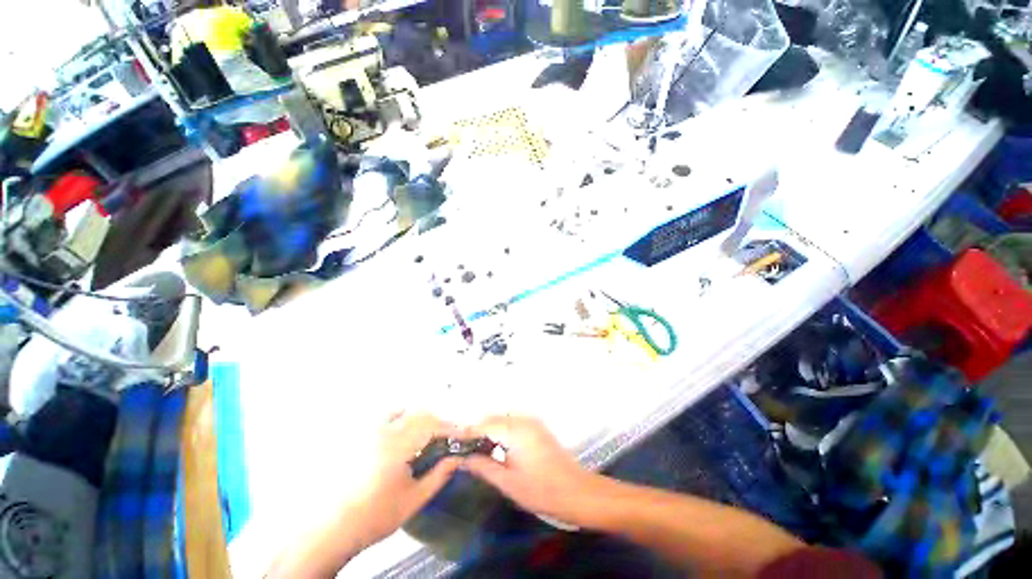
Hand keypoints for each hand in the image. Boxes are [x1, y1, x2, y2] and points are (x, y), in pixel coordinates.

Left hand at [350, 411, 463, 544]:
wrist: (331, 529)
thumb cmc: (375, 516)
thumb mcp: (413, 499)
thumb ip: (439, 475)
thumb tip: (460, 457)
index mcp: (397, 446)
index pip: (433, 426)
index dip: (452, 428)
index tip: (466, 434)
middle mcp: (383, 432)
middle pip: (420, 414)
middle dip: (439, 423)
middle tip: (450, 437)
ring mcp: (369, 432)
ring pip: (404, 410)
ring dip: (421, 418)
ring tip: (429, 434)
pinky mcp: (359, 436)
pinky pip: (386, 416)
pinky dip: (401, 417)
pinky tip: (404, 431)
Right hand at [463, 415, 597, 524]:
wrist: (578, 492)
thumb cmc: (542, 491)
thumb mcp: (508, 483)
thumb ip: (483, 467)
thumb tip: (462, 459)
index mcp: (516, 430)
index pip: (484, 424)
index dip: (467, 434)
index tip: (452, 445)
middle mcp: (524, 420)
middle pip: (493, 418)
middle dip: (477, 431)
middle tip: (462, 451)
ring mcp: (533, 422)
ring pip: (503, 419)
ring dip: (489, 431)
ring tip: (475, 451)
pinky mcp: (538, 428)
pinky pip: (513, 423)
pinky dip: (501, 431)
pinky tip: (496, 448)